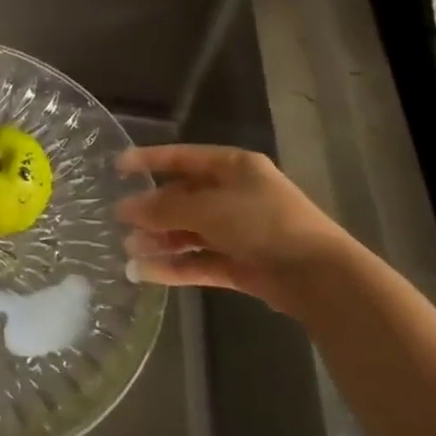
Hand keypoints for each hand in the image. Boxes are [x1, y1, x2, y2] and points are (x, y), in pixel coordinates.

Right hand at [116, 145, 353, 313]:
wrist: (319, 277)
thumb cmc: (262, 223)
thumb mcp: (207, 208)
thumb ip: (164, 208)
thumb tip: (125, 208)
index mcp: (233, 167)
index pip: (181, 158)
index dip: (148, 161)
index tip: (116, 168)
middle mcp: (235, 195)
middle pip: (183, 198)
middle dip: (152, 211)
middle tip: (118, 220)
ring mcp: (239, 231)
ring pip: (190, 232)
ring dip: (160, 240)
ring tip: (128, 249)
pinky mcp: (241, 264)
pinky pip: (200, 261)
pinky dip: (175, 266)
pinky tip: (146, 273)